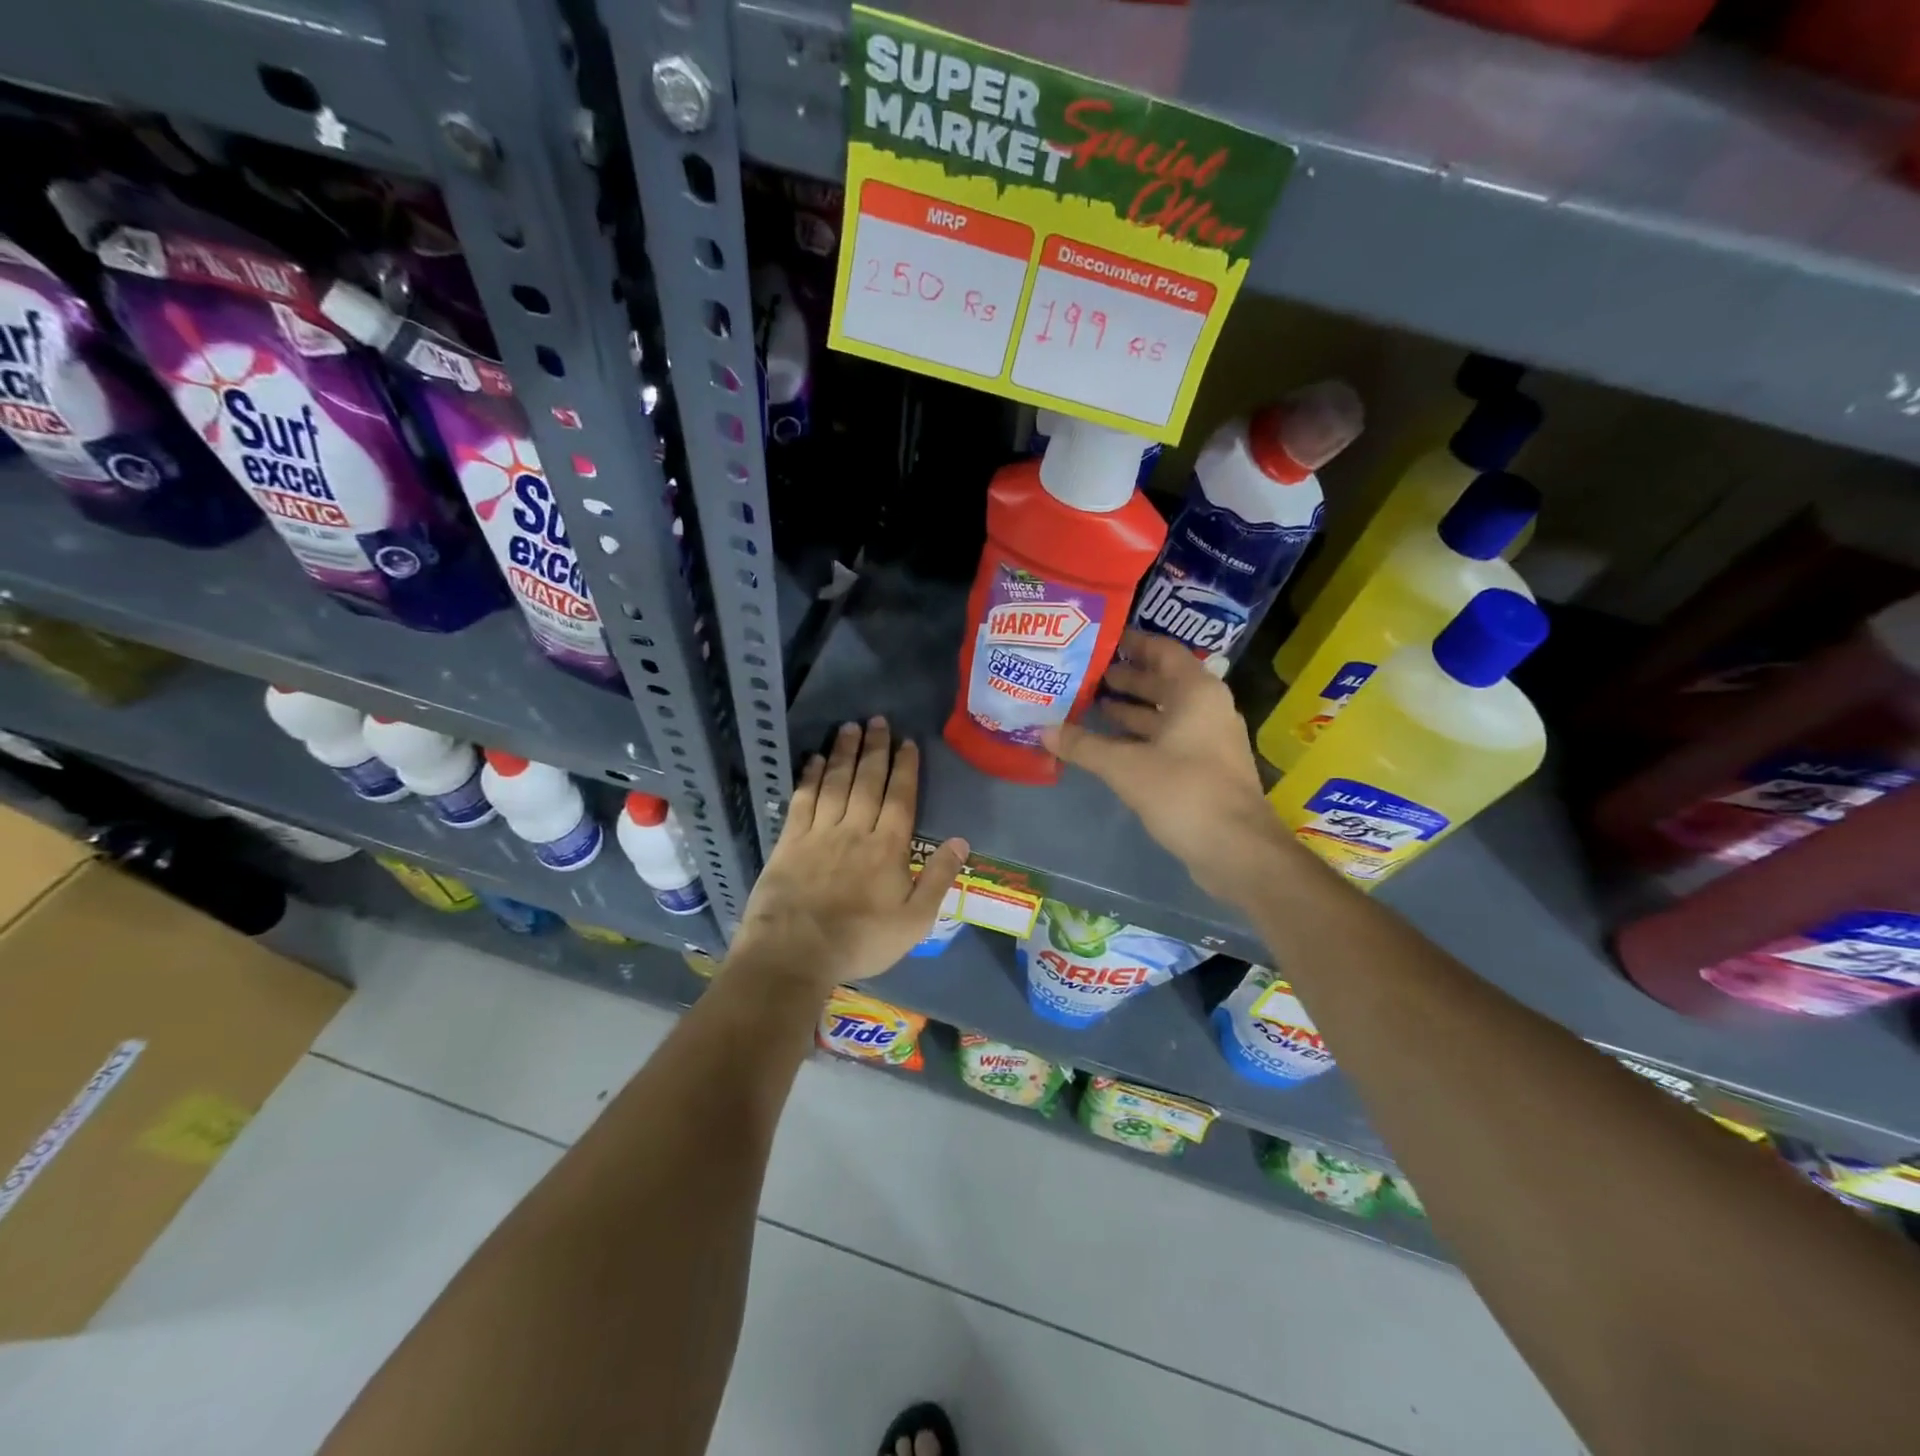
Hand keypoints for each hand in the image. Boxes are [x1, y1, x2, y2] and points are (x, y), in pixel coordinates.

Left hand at [728, 717, 968, 990]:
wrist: (795, 953)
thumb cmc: (861, 941)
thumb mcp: (915, 921)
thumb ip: (939, 878)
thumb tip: (961, 840)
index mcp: (888, 847)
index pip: (900, 797)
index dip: (905, 767)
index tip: (907, 742)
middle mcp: (855, 830)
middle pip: (868, 780)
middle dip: (875, 748)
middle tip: (878, 720)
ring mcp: (820, 832)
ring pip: (836, 782)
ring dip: (844, 752)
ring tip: (850, 726)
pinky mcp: (790, 841)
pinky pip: (803, 799)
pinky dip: (811, 776)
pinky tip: (815, 759)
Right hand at [1043, 630, 1292, 904]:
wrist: (1236, 850)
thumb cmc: (1184, 792)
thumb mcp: (1126, 766)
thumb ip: (1084, 746)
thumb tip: (1044, 730)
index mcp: (1196, 692)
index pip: (1163, 651)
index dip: (1132, 642)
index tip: (1099, 640)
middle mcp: (1207, 709)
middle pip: (1163, 682)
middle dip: (1125, 678)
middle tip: (1084, 675)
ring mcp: (1208, 741)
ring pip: (1164, 715)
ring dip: (1130, 710)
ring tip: (1089, 705)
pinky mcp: (1203, 770)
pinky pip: (1166, 741)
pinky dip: (1138, 738)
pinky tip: (1107, 746)